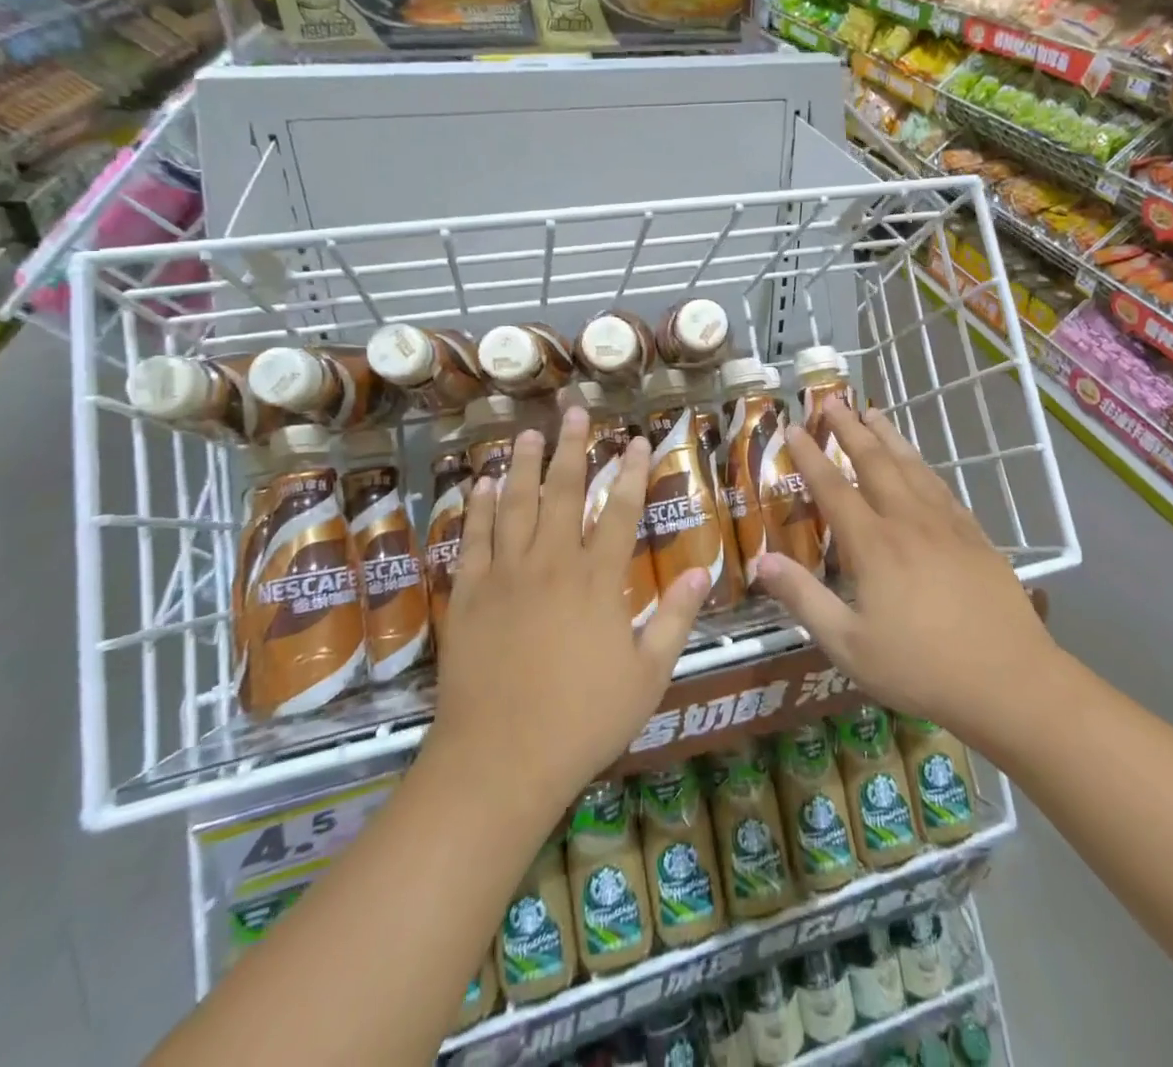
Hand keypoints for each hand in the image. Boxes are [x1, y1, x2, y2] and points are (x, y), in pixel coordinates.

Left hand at [431, 408, 708, 813]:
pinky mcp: (469, 596)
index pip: (621, 511)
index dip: (633, 472)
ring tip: (528, 433)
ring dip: (522, 465)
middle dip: (574, 449)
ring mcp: (505, 577)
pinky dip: (478, 508)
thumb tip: (702, 571)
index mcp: (598, 581)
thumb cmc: (583, 720)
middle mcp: (552, 564)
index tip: (640, 440)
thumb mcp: (648, 676)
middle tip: (576, 412)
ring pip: (515, 505)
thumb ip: (675, 619)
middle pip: (565, 492)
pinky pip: (474, 540)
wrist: (499, 760)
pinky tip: (481, 485)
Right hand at [751, 398, 1056, 741]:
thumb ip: (804, 598)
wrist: (1009, 680)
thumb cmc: (920, 668)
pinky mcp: (975, 536)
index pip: (834, 488)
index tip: (794, 429)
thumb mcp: (848, 644)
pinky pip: (942, 488)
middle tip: (833, 401)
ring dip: (889, 436)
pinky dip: (923, 466)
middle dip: (850, 429)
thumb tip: (761, 560)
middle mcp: (909, 521)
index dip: (811, 456)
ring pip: (912, 466)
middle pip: (875, 462)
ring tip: (873, 412)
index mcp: (874, 545)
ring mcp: (947, 525)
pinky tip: (920, 464)